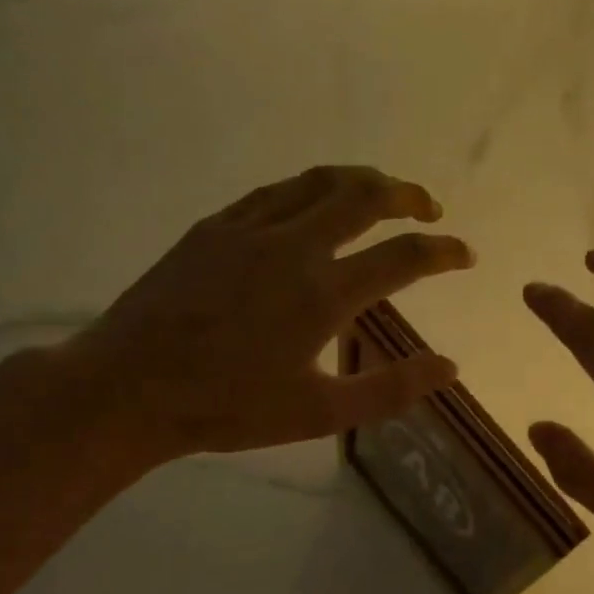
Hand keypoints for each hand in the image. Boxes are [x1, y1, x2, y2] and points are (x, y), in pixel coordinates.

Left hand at [65, 165, 473, 465]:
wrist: (128, 389)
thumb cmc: (228, 408)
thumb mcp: (320, 413)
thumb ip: (391, 388)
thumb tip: (449, 367)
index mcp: (323, 293)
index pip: (403, 257)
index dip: (444, 252)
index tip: (465, 254)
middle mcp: (293, 246)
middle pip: (364, 196)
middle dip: (407, 195)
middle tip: (428, 208)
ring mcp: (248, 229)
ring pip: (318, 182)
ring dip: (360, 180)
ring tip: (381, 191)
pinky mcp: (213, 228)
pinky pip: (273, 192)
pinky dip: (309, 190)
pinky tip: (311, 203)